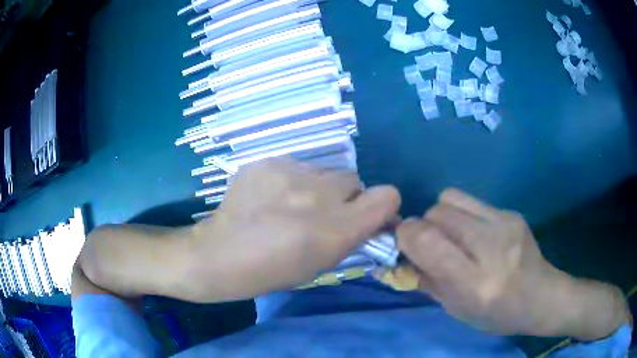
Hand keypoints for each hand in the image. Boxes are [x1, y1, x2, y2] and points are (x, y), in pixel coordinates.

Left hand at [185, 158, 399, 301]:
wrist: (219, 255)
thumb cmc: (271, 272)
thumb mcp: (321, 264)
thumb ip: (351, 237)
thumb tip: (372, 218)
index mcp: (335, 229)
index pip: (387, 196)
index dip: (383, 204)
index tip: (370, 213)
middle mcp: (318, 195)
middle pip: (354, 178)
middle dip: (345, 196)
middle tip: (321, 212)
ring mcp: (289, 173)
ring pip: (323, 171)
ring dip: (316, 187)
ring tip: (289, 204)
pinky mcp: (267, 161)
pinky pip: (294, 166)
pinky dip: (290, 180)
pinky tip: (269, 196)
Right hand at [397, 189, 629, 339]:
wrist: (540, 296)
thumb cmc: (496, 314)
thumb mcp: (455, 309)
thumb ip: (426, 280)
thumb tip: (401, 254)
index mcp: (474, 282)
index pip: (427, 240)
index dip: (407, 236)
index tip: (405, 245)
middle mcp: (490, 246)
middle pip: (437, 213)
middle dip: (424, 226)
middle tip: (433, 244)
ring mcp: (504, 224)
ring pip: (451, 197)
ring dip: (442, 215)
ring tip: (453, 235)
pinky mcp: (511, 212)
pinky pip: (471, 201)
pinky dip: (462, 214)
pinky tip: (475, 234)